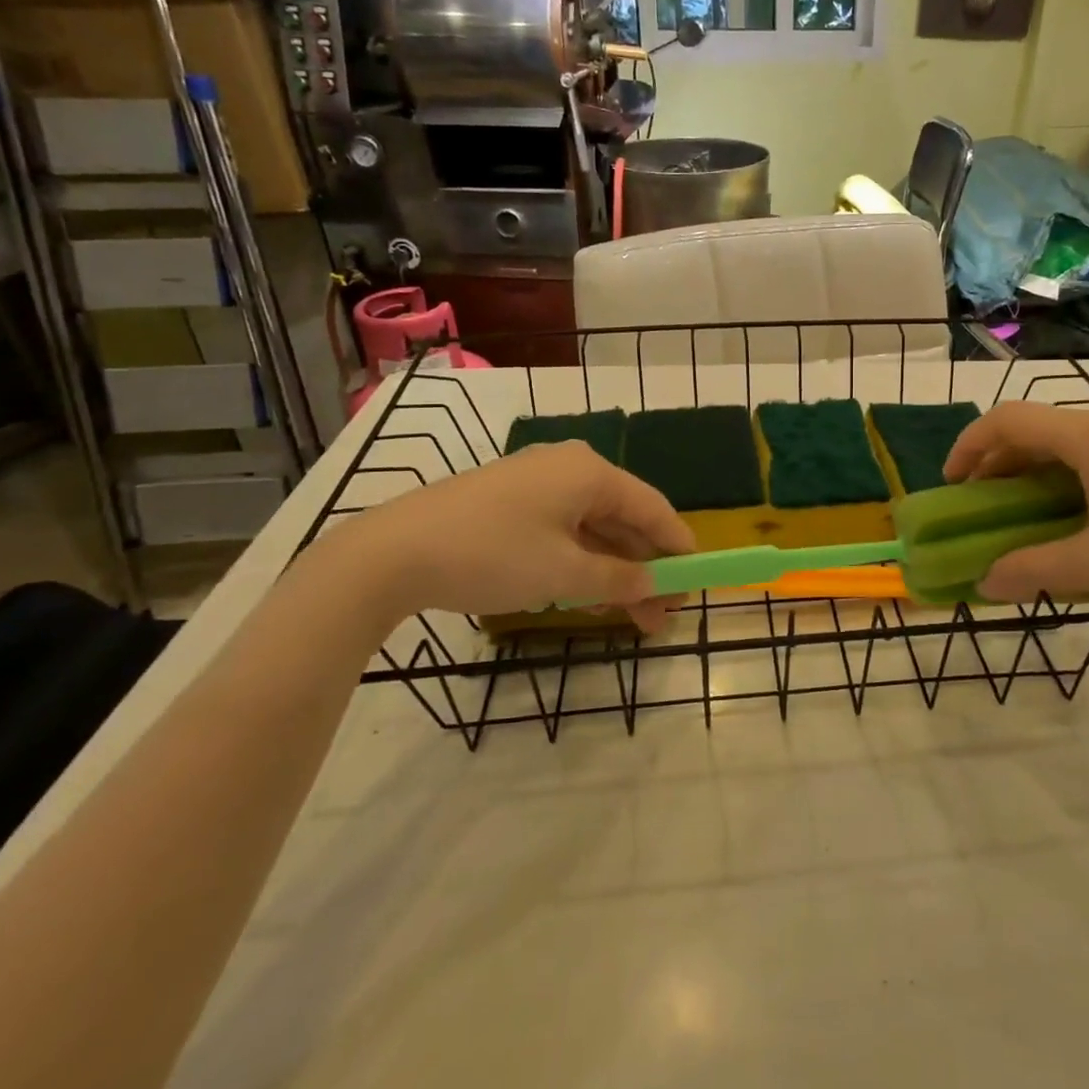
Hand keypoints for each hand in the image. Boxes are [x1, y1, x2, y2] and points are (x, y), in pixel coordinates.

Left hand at [335, 441, 694, 631]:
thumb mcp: (563, 574)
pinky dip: (581, 564)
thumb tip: (652, 585)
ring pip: (593, 529)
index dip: (678, 546)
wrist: (391, 553)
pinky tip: (586, 597)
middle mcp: (568, 469)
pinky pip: (563, 532)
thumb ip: (618, 580)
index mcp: (590, 473)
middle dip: (645, 569)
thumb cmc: (492, 554)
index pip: (653, 507)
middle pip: (624, 520)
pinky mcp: (509, 503)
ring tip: (629, 619)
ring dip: (614, 573)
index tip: (696, 581)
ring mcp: (536, 485)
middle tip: (661, 616)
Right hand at [944, 402, 1088, 614]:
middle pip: (1037, 428)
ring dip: (1035, 471)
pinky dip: (1068, 475)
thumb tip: (985, 582)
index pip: (1009, 420)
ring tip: (1024, 514)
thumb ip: (1034, 569)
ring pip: (1069, 440)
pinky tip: (1076, 515)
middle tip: (982, 506)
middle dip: (999, 463)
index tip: (952, 484)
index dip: (969, 445)